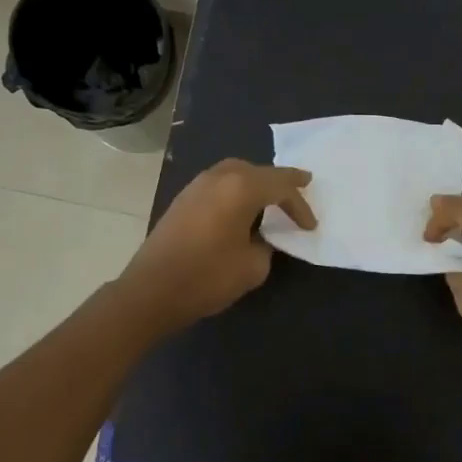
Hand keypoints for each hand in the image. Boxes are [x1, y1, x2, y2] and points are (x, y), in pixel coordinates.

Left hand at [119, 160, 315, 331]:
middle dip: (280, 181)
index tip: (310, 226)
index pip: (281, 187)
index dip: (300, 206)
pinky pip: (219, 184)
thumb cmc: (208, 277)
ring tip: (272, 197)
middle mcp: (218, 178)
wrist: (151, 291)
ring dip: (256, 183)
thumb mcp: (253, 266)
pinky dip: (236, 190)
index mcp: (240, 188)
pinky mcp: (183, 200)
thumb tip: (261, 237)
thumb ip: (266, 244)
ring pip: (235, 173)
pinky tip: (241, 208)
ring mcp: (196, 186)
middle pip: (257, 170)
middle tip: (301, 186)